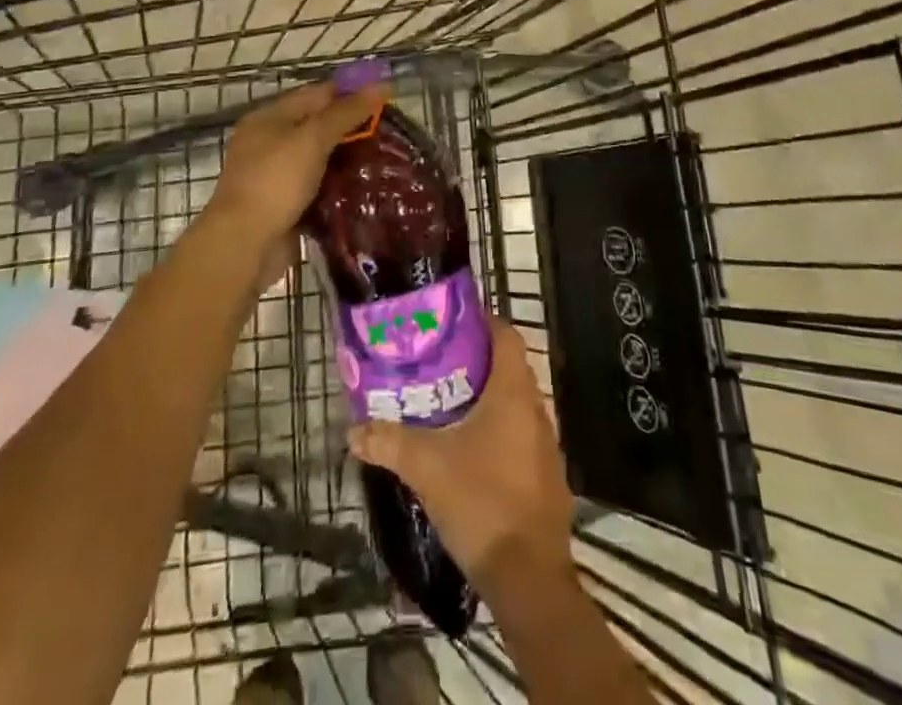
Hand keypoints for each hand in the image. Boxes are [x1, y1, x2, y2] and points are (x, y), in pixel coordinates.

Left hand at [206, 81, 387, 249]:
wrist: (245, 245)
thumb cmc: (276, 181)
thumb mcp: (313, 139)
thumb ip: (347, 112)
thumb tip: (381, 84)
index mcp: (269, 117)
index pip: (317, 94)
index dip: (351, 92)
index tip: (387, 98)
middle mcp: (270, 142)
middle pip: (318, 125)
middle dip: (353, 127)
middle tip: (392, 131)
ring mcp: (277, 176)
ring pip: (321, 158)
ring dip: (349, 158)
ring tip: (387, 157)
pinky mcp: (286, 204)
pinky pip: (319, 187)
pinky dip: (340, 186)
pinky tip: (367, 187)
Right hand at [348, 320, 575, 594]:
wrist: (528, 578)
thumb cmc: (480, 501)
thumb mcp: (425, 467)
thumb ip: (388, 442)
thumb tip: (353, 430)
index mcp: (513, 393)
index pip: (506, 335)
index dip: (483, 322)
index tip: (453, 324)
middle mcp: (536, 410)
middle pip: (510, 369)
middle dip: (477, 364)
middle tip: (440, 365)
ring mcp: (547, 446)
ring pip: (517, 406)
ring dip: (489, 401)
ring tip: (450, 406)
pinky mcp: (548, 478)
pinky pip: (522, 438)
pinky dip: (500, 434)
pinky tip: (472, 453)